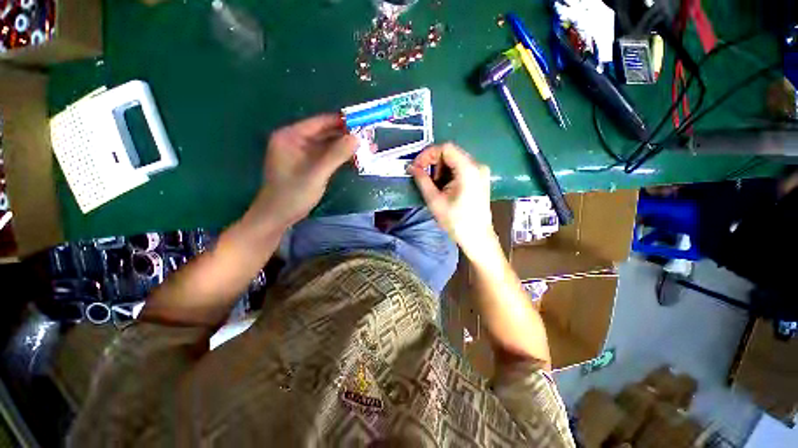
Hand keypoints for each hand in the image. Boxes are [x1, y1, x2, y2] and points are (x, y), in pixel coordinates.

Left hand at [251, 114, 357, 227]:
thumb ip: (336, 155)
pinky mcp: (308, 164)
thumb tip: (357, 137)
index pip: (320, 122)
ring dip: (345, 147)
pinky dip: (340, 157)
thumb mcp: (316, 174)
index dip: (342, 121)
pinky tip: (355, 159)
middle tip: (369, 137)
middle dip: (346, 135)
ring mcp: (301, 153)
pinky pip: (326, 156)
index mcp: (290, 136)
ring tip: (366, 148)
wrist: (278, 216)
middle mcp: (295, 140)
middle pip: (325, 132)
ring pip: (328, 145)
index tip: (363, 122)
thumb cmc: (292, 194)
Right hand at [409, 143, 496, 257]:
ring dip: (440, 169)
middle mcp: (477, 165)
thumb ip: (422, 180)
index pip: (445, 148)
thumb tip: (411, 167)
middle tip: (423, 178)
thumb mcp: (435, 200)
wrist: (477, 238)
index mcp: (468, 169)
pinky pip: (460, 168)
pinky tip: (444, 188)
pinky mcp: (479, 178)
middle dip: (433, 163)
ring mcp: (480, 171)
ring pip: (454, 160)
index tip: (416, 167)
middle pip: (451, 153)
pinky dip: (448, 174)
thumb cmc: (456, 222)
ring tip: (434, 186)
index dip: (427, 154)